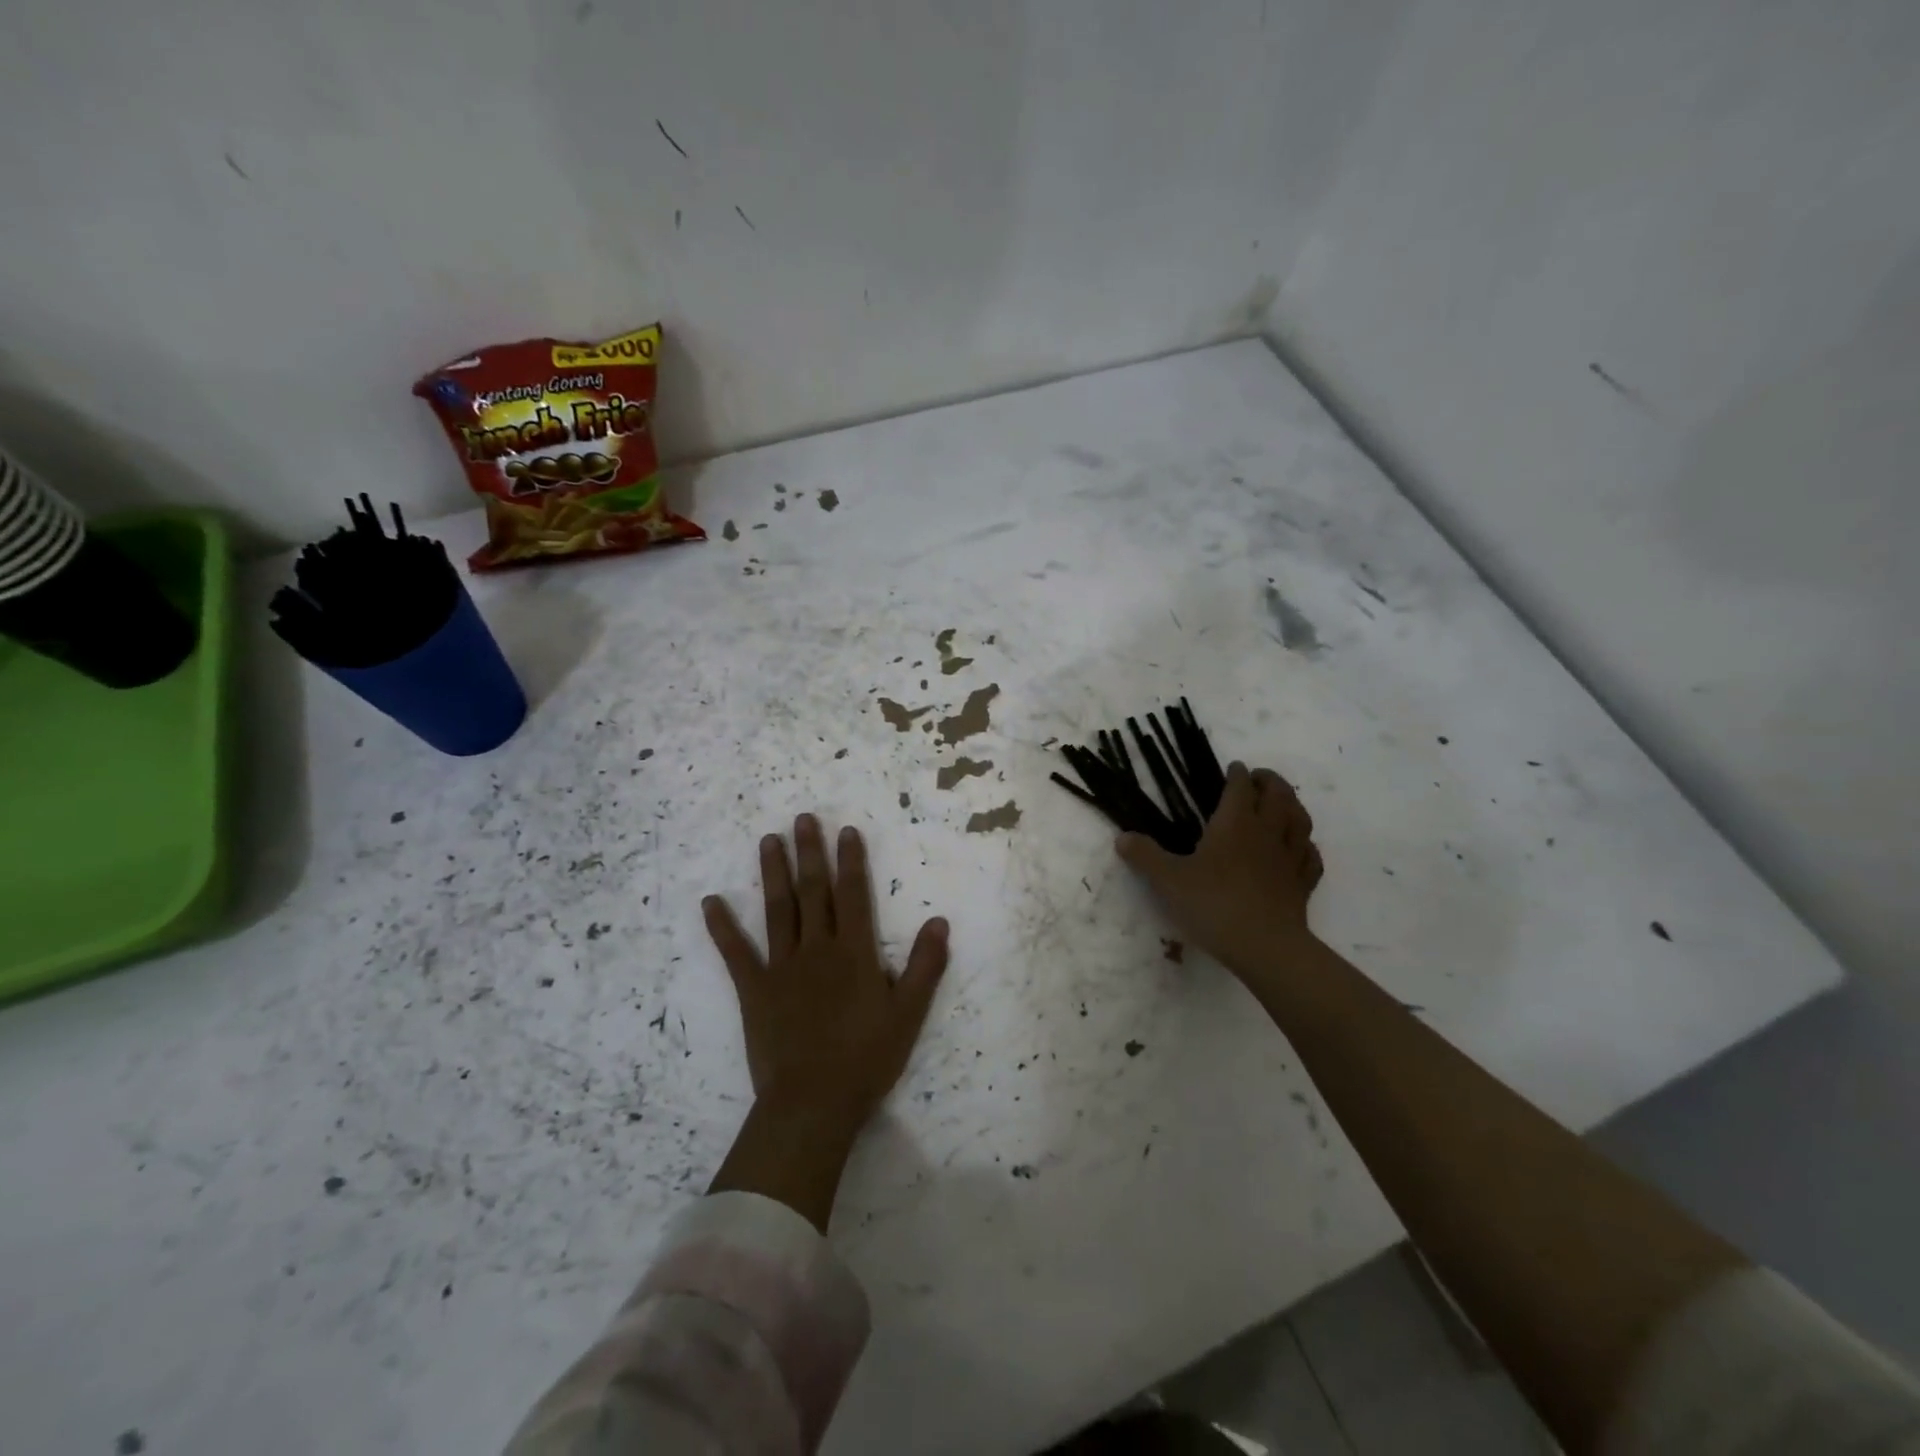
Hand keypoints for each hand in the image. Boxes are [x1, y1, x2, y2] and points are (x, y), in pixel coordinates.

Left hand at [702, 815, 949, 1130]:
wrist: (814, 1103)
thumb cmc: (867, 1059)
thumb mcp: (909, 1014)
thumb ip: (924, 966)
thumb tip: (939, 921)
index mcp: (855, 952)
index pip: (853, 895)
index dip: (851, 861)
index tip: (846, 831)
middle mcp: (818, 948)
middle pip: (814, 891)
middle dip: (810, 853)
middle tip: (802, 819)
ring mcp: (782, 967)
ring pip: (778, 910)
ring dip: (773, 874)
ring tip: (768, 841)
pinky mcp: (754, 990)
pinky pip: (735, 953)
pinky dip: (722, 927)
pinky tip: (711, 902)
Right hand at [1115, 761, 1323, 979]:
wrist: (1265, 946)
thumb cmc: (1214, 904)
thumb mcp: (1168, 880)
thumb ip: (1145, 856)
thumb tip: (1122, 838)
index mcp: (1235, 823)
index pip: (1240, 786)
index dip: (1237, 774)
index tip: (1233, 768)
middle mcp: (1267, 832)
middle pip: (1278, 795)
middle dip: (1269, 781)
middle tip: (1258, 778)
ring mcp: (1290, 858)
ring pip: (1299, 820)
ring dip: (1292, 805)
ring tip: (1281, 803)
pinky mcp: (1302, 884)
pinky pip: (1310, 856)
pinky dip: (1305, 845)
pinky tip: (1299, 848)